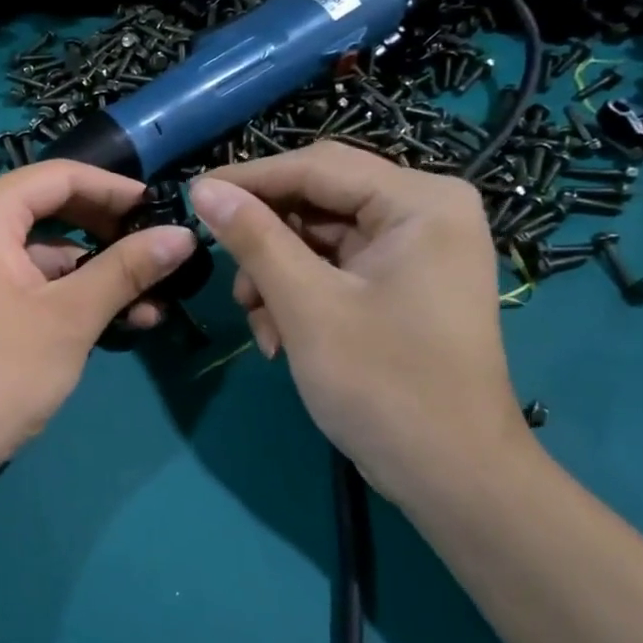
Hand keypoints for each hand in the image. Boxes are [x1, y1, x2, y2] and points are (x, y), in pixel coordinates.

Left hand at [0, 161, 197, 490]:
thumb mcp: (71, 316)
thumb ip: (127, 269)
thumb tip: (184, 234)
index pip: (60, 177)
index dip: (116, 190)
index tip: (163, 210)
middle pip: (50, 210)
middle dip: (108, 234)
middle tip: (158, 255)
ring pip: (41, 251)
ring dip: (93, 273)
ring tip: (150, 304)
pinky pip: (23, 279)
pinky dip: (64, 294)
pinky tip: (112, 322)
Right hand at [188, 142, 531, 505]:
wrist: (451, 476)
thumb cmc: (383, 384)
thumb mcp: (306, 305)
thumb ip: (253, 238)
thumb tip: (203, 187)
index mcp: (420, 201)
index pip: (316, 166)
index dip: (249, 179)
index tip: (192, 196)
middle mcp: (425, 212)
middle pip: (318, 200)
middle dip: (266, 241)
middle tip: (227, 275)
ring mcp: (416, 250)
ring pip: (319, 238)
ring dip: (277, 275)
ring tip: (259, 323)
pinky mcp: (403, 284)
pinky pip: (335, 269)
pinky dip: (300, 295)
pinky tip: (280, 338)